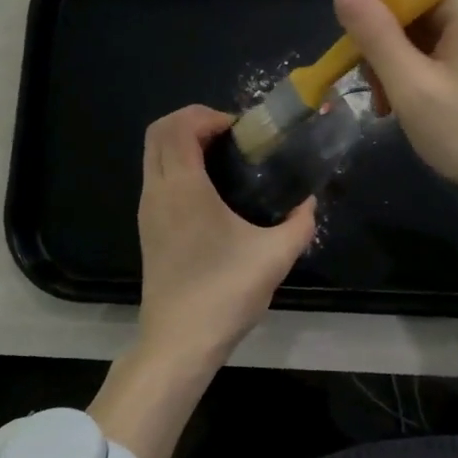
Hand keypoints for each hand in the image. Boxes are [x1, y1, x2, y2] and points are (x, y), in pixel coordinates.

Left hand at [90, 106, 315, 457]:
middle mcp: (157, 191)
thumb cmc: (224, 293)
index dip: (208, 116)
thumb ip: (300, 223)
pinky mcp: (148, 229)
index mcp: (183, 188)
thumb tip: (310, 203)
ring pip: (154, 156)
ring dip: (184, 144)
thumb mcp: (275, 256)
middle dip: (193, 122)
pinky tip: (212, 193)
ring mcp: (147, 211)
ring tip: (226, 161)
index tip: (241, 130)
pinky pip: (157, 178)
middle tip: (232, 137)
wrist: (179, 342)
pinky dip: (178, 167)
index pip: (178, 126)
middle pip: (158, 132)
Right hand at [334, 0, 457, 343]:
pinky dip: (421, 65)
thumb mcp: (412, 88)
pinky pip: (447, 44)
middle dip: (383, 33)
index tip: (349, 28)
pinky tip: (410, 102)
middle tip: (365, 80)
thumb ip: (376, 37)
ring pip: (429, 24)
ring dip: (398, 55)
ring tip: (385, 104)